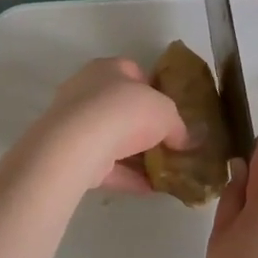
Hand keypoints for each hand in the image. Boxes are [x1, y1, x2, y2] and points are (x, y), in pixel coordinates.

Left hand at [27, 57, 188, 194]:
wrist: (79, 144)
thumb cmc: (125, 111)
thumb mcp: (166, 113)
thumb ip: (178, 126)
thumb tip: (186, 140)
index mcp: (108, 69)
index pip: (133, 72)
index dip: (154, 90)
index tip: (170, 111)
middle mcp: (87, 91)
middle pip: (120, 108)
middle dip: (143, 126)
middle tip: (167, 143)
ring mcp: (75, 124)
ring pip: (111, 139)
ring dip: (135, 155)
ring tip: (162, 170)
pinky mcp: (71, 154)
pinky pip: (104, 165)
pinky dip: (126, 176)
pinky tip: (149, 188)